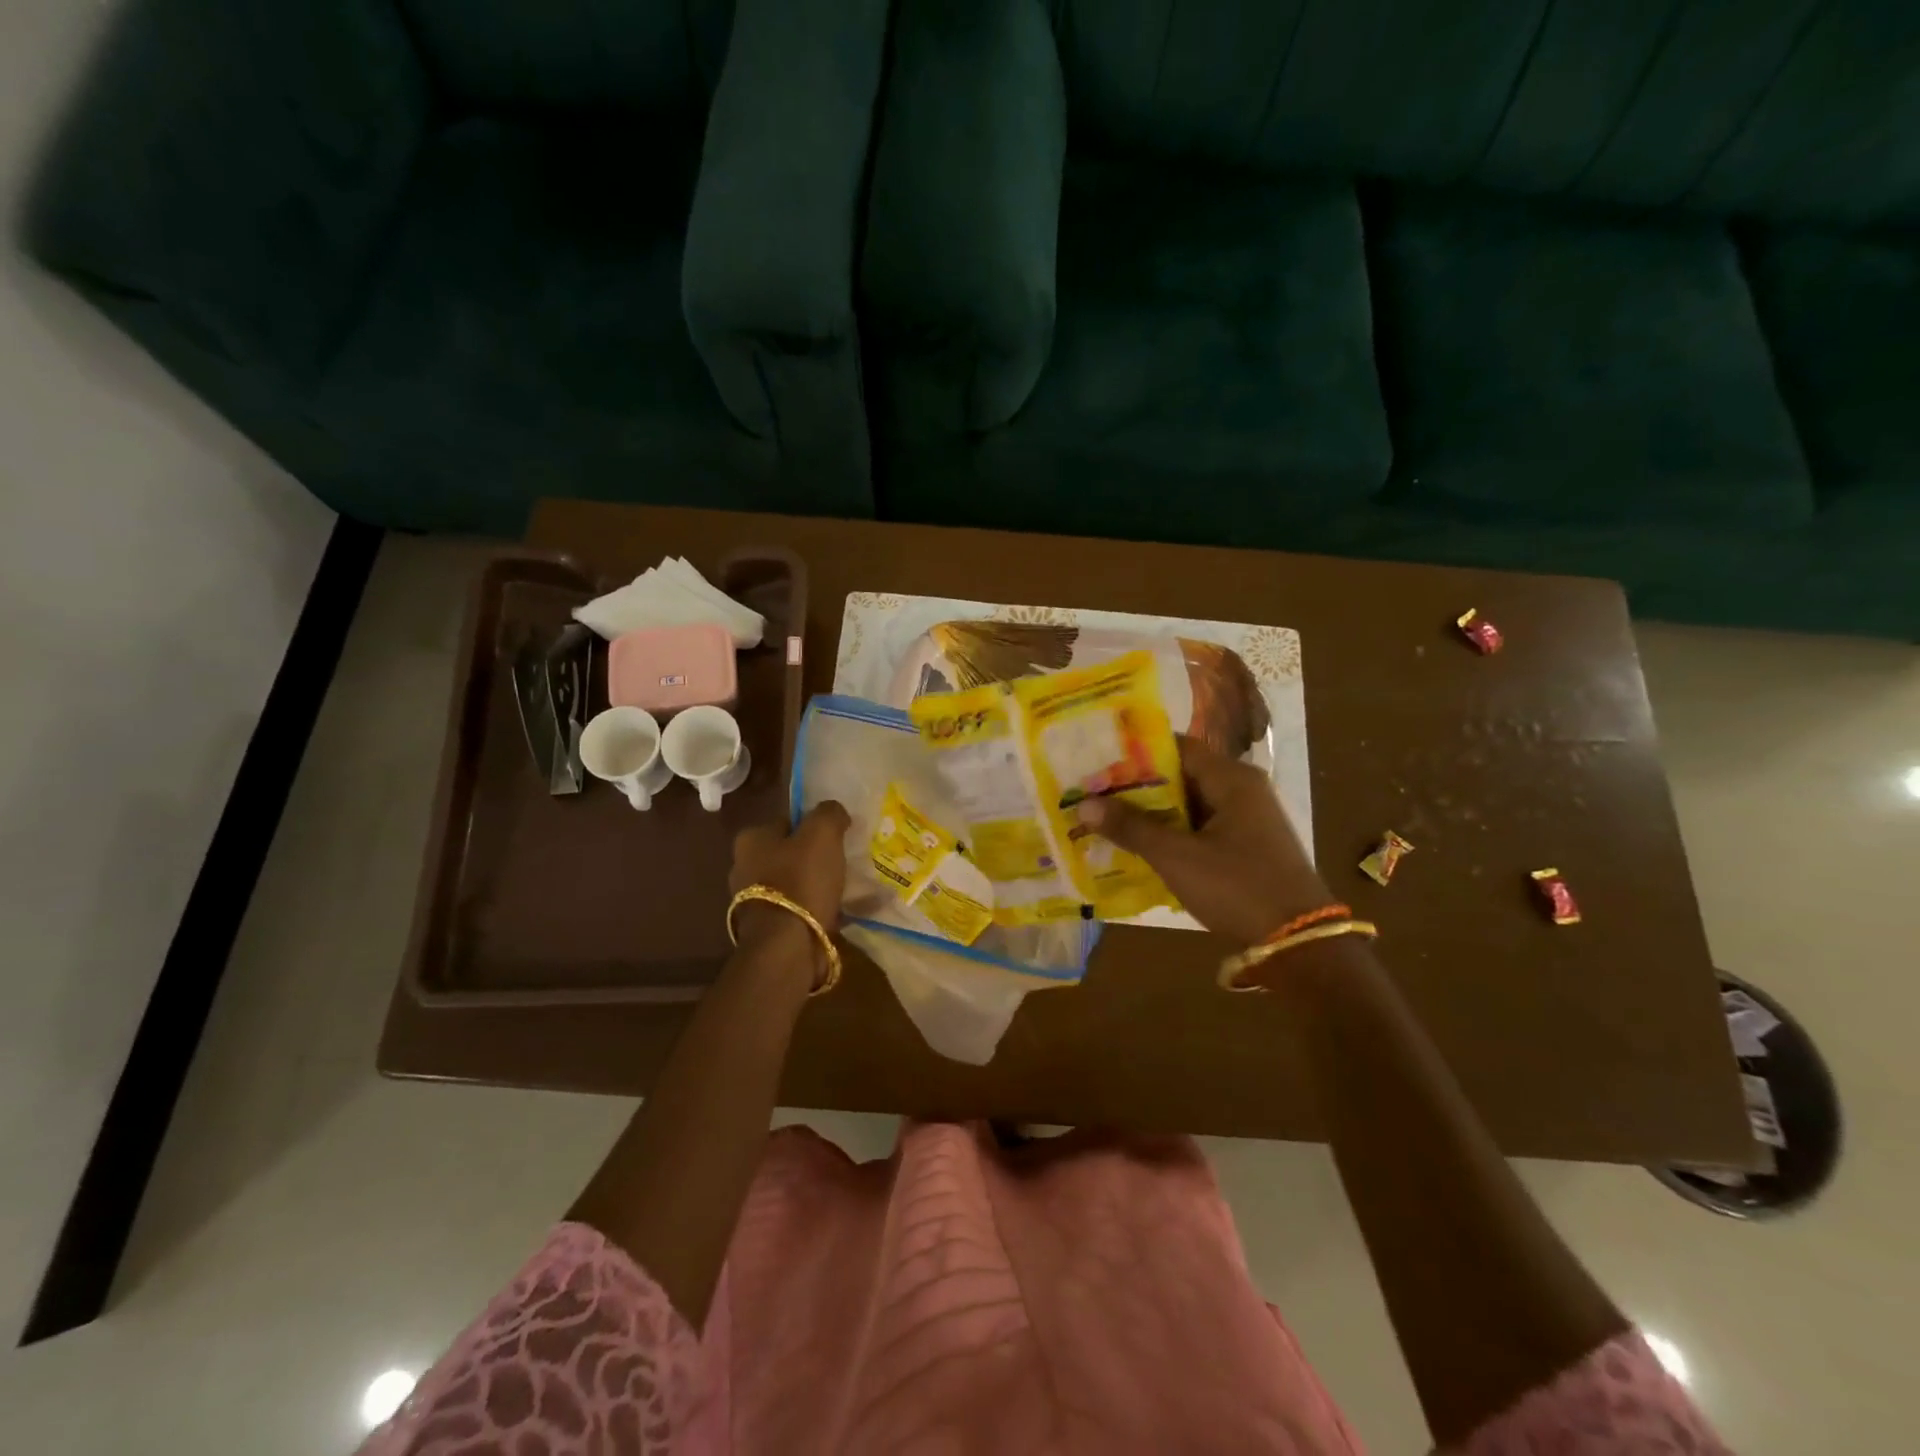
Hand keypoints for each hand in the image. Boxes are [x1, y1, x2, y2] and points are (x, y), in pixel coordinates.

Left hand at [728, 801, 851, 983]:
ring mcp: (753, 901)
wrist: (787, 946)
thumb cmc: (801, 881)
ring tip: (847, 889)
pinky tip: (841, 912)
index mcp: (750, 840)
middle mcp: (744, 867)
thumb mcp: (822, 833)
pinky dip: (818, 909)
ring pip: (795, 883)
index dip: (814, 826)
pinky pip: (799, 910)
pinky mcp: (768, 928)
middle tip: (844, 862)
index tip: (838, 836)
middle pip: (790, 853)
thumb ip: (829, 813)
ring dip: (817, 885)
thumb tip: (834, 811)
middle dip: (815, 857)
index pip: (787, 821)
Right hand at [1076, 735, 1329, 945]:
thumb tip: (1085, 804)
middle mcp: (1241, 790)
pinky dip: (1170, 832)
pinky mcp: (1245, 847)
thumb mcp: (1177, 857)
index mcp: (1232, 779)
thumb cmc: (1237, 887)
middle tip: (1092, 790)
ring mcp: (1246, 820)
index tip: (1097, 758)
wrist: (1299, 942)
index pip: (1176, 747)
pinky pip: (1199, 828)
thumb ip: (1131, 827)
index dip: (1135, 751)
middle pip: (1180, 775)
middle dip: (1136, 785)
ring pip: (1187, 804)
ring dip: (1151, 812)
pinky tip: (1137, 845)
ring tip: (1105, 816)